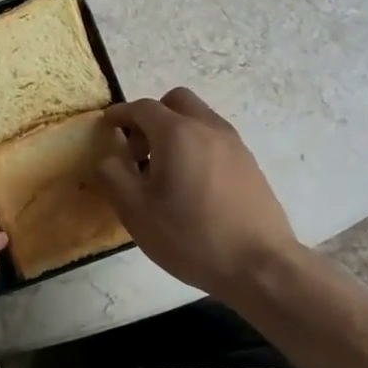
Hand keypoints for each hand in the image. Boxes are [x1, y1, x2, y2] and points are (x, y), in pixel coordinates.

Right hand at [94, 88, 299, 297]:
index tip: (107, 125)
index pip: (142, 107)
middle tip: (139, 150)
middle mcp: (208, 127)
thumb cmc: (191, 236)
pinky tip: (192, 185)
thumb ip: (113, 176)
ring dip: (176, 131)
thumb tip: (109, 158)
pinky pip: (215, 139)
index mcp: (177, 133)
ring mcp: (234, 144)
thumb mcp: (135, 211)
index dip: (120, 113)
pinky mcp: (250, 164)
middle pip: (176, 101)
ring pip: (198, 119)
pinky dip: (196, 146)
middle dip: (152, 116)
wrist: (260, 266)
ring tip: (164, 172)